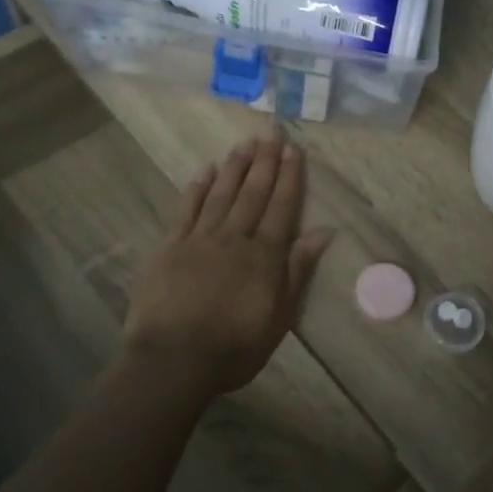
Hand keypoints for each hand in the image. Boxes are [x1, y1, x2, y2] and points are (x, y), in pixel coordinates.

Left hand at [124, 124, 333, 394]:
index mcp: (264, 255)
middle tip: (271, 132)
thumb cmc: (235, 347)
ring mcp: (199, 239)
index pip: (282, 207)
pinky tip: (205, 172)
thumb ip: (298, 271)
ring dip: (235, 167)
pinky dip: (197, 189)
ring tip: (245, 143)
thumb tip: (323, 232)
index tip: (293, 150)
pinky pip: (186, 210)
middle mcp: (234, 238)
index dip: (289, 178)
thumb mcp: (280, 316)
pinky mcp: (169, 247)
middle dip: (265, 161)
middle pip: (252, 193)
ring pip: (221, 194)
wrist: (173, 360)